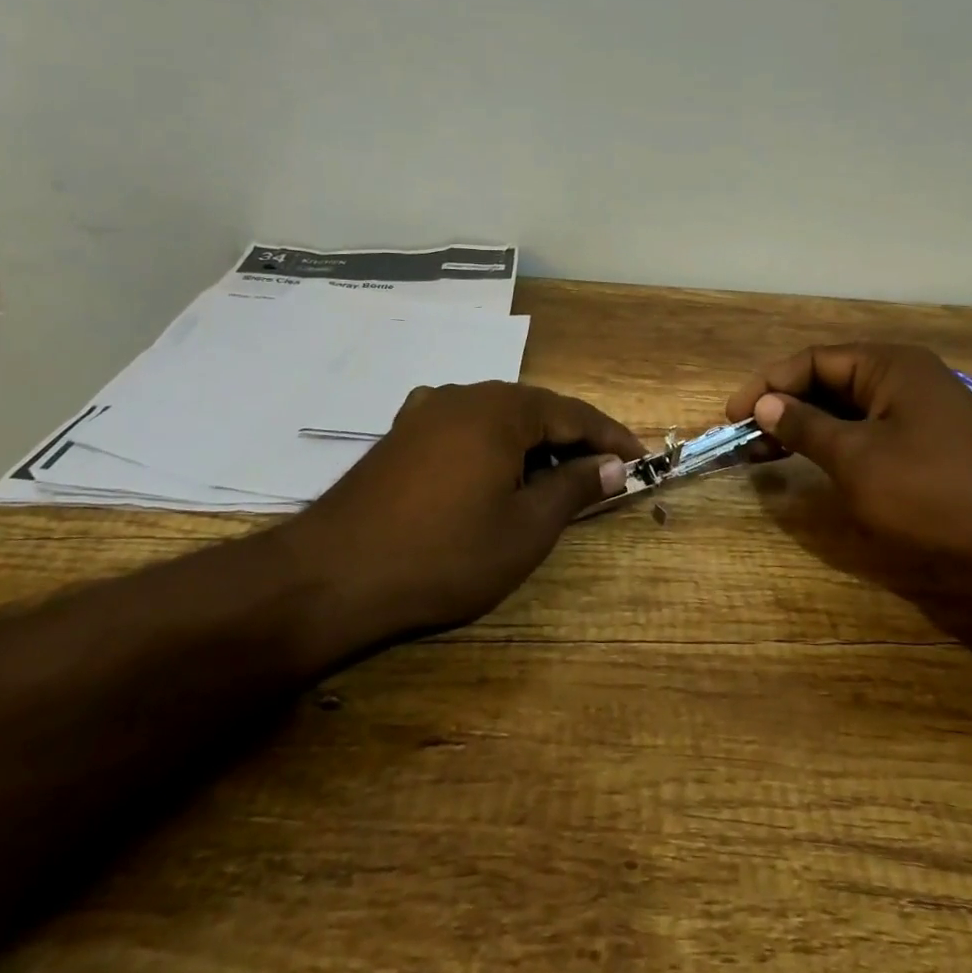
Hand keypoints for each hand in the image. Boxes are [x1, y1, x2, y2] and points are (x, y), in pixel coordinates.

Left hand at [275, 382, 641, 648]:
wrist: (330, 576)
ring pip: (498, 419)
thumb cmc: (444, 555)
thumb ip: (575, 488)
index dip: (612, 438)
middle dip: (572, 442)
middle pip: (536, 411)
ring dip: (532, 446)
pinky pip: (464, 429)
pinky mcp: (401, 435)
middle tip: (601, 476)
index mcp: (501, 409)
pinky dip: (492, 448)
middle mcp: (465, 395)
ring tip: (551, 482)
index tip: (641, 460)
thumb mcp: (525, 529)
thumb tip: (613, 465)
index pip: (574, 414)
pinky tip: (491, 474)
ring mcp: (426, 411)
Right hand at [727, 344, 971, 605]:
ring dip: (804, 426)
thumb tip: (765, 404)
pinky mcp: (925, 442)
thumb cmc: (928, 493)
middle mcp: (904, 376)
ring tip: (764, 452)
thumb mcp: (856, 459)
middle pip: (828, 380)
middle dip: (783, 406)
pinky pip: (867, 430)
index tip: (732, 415)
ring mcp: (918, 410)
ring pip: (846, 408)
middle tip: (744, 437)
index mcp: (890, 365)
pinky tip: (808, 460)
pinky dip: (833, 442)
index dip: (767, 385)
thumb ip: (805, 426)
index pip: (813, 360)